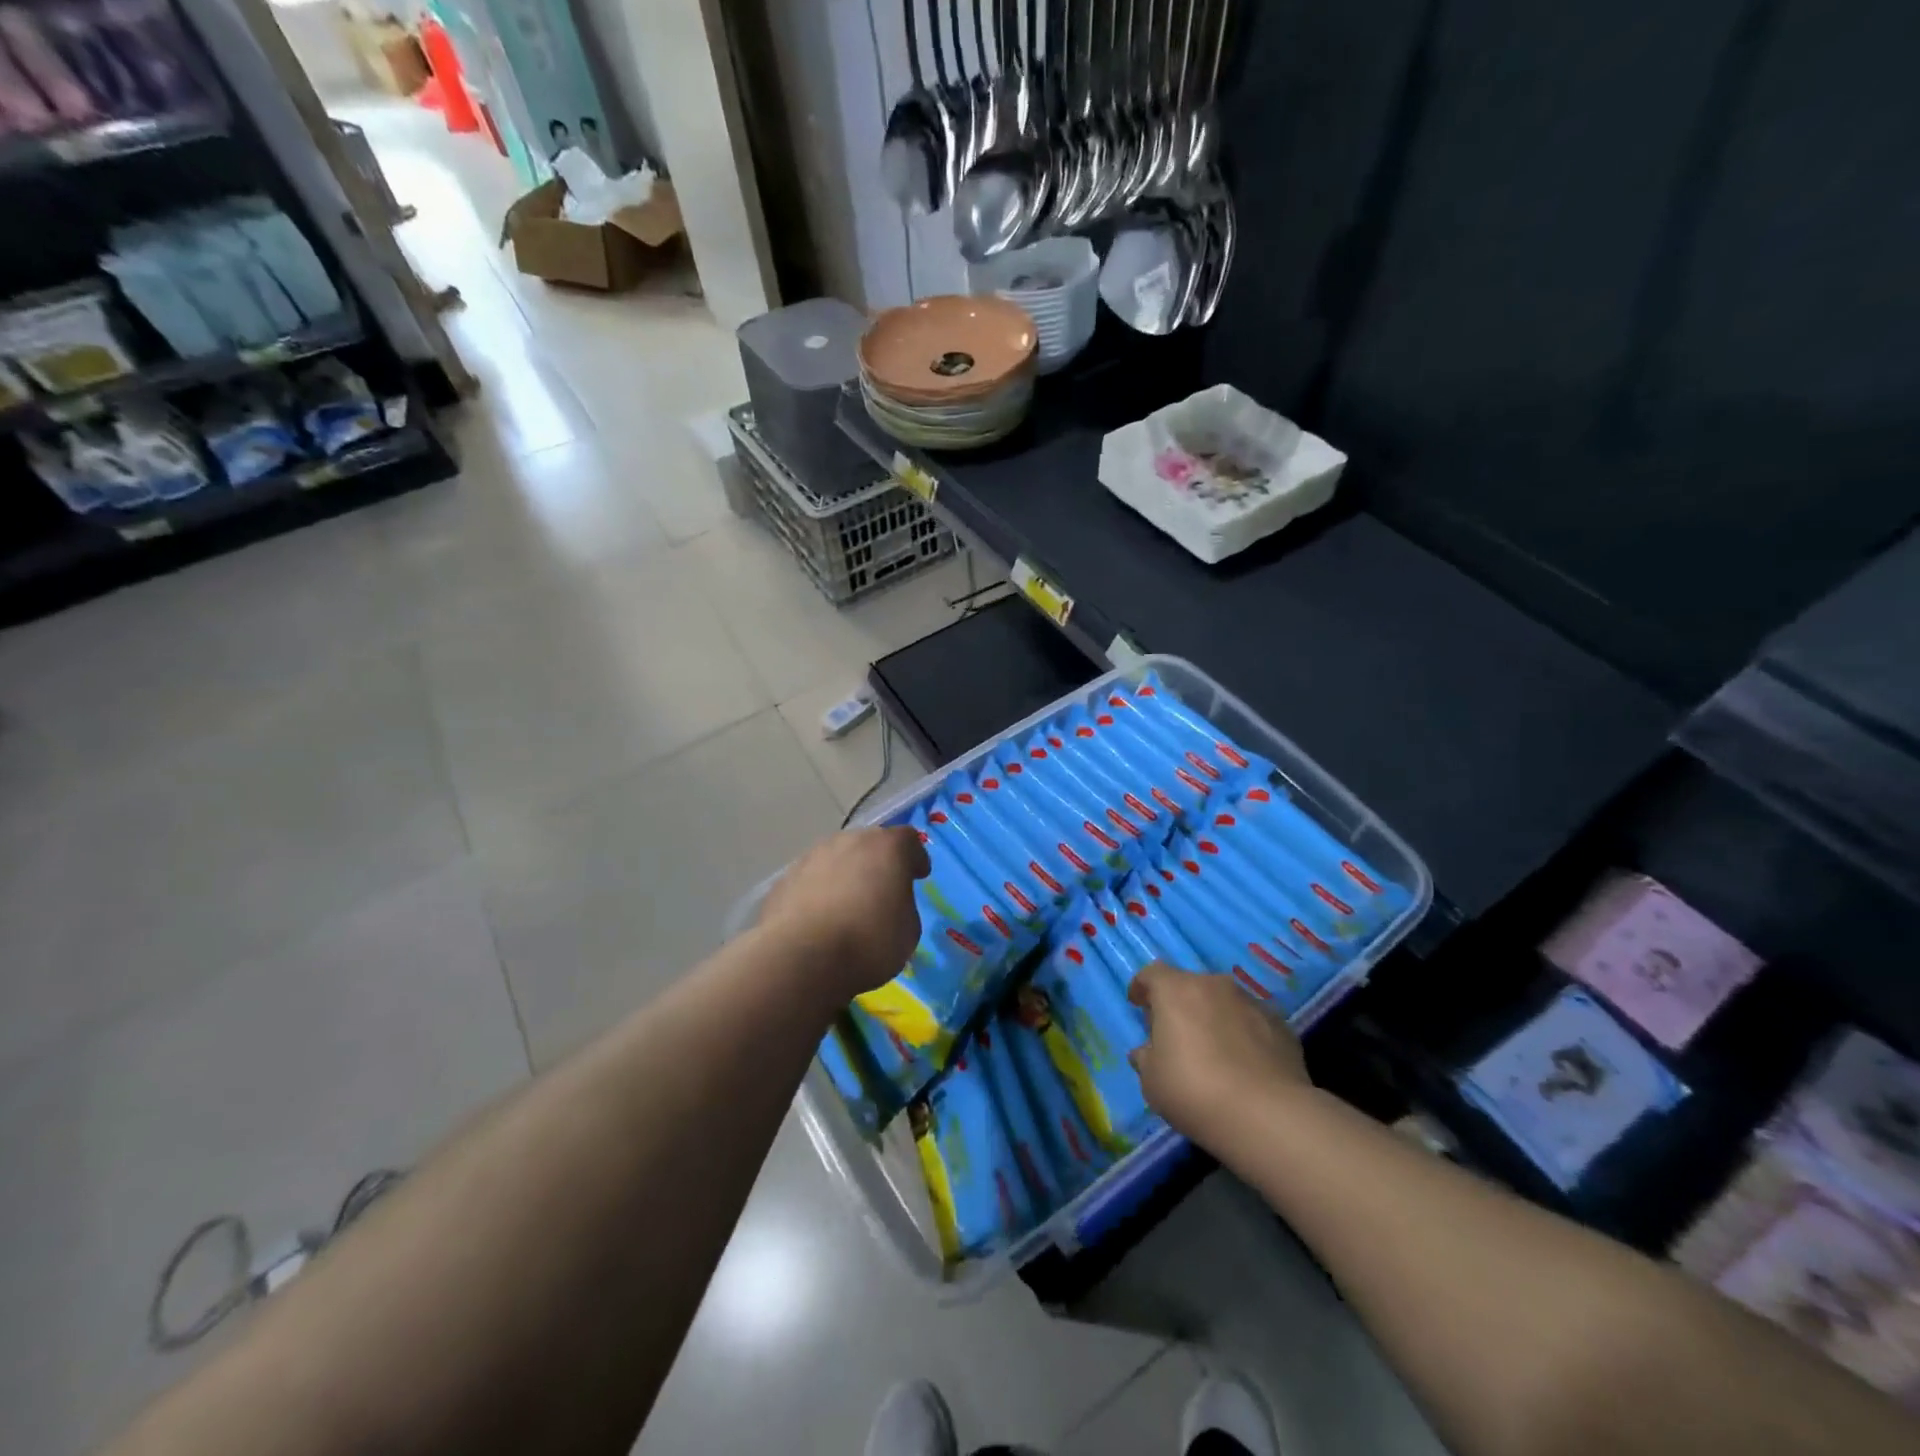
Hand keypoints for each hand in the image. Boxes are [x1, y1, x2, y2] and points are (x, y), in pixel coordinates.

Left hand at [756, 826, 929, 1001]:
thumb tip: (888, 904)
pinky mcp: (784, 880)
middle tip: (881, 891)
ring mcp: (811, 857)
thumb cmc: (868, 942)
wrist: (801, 958)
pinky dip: (817, 894)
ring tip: (846, 907)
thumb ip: (903, 906)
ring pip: (835, 860)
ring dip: (844, 876)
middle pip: (868, 844)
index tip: (918, 876)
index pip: (908, 840)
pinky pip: (810, 881)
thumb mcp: (908, 931)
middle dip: (877, 863)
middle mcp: (848, 841)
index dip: (915, 857)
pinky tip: (818, 920)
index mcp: (886, 847)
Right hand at [1127, 962, 1312, 1145]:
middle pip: (1190, 985)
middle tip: (1175, 1033)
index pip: (1152, 974)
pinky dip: (1243, 1034)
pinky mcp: (1281, 1026)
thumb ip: (1145, 1058)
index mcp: (1176, 991)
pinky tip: (1244, 1064)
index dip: (1142, 987)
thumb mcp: (1152, 1081)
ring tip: (1213, 1050)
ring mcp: (1252, 1003)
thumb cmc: (1194, 1091)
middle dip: (1180, 1004)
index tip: (1137, 1004)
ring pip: (1224, 1002)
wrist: (1268, 1116)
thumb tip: (1147, 1051)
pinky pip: (1252, 1022)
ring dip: (1214, 1017)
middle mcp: (1215, 986)